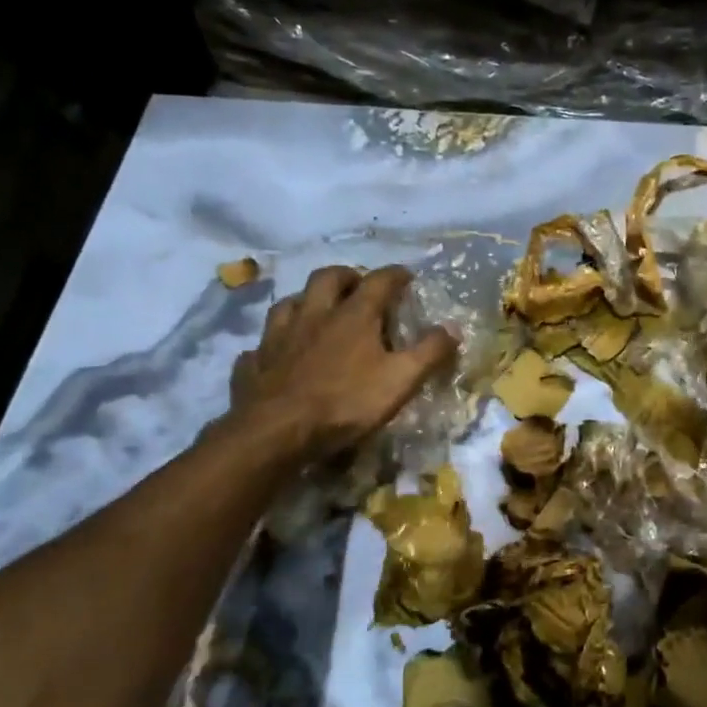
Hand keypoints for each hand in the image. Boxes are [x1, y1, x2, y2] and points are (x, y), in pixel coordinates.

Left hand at [226, 265, 456, 462]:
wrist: (277, 431)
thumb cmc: (346, 402)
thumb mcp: (401, 380)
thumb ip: (429, 352)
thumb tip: (452, 328)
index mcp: (353, 315)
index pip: (379, 281)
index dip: (395, 275)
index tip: (406, 276)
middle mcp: (314, 315)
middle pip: (327, 278)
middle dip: (347, 275)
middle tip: (359, 285)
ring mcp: (278, 336)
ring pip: (289, 303)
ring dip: (306, 300)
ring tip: (317, 311)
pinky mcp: (255, 362)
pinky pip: (263, 343)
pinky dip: (275, 342)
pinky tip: (280, 352)